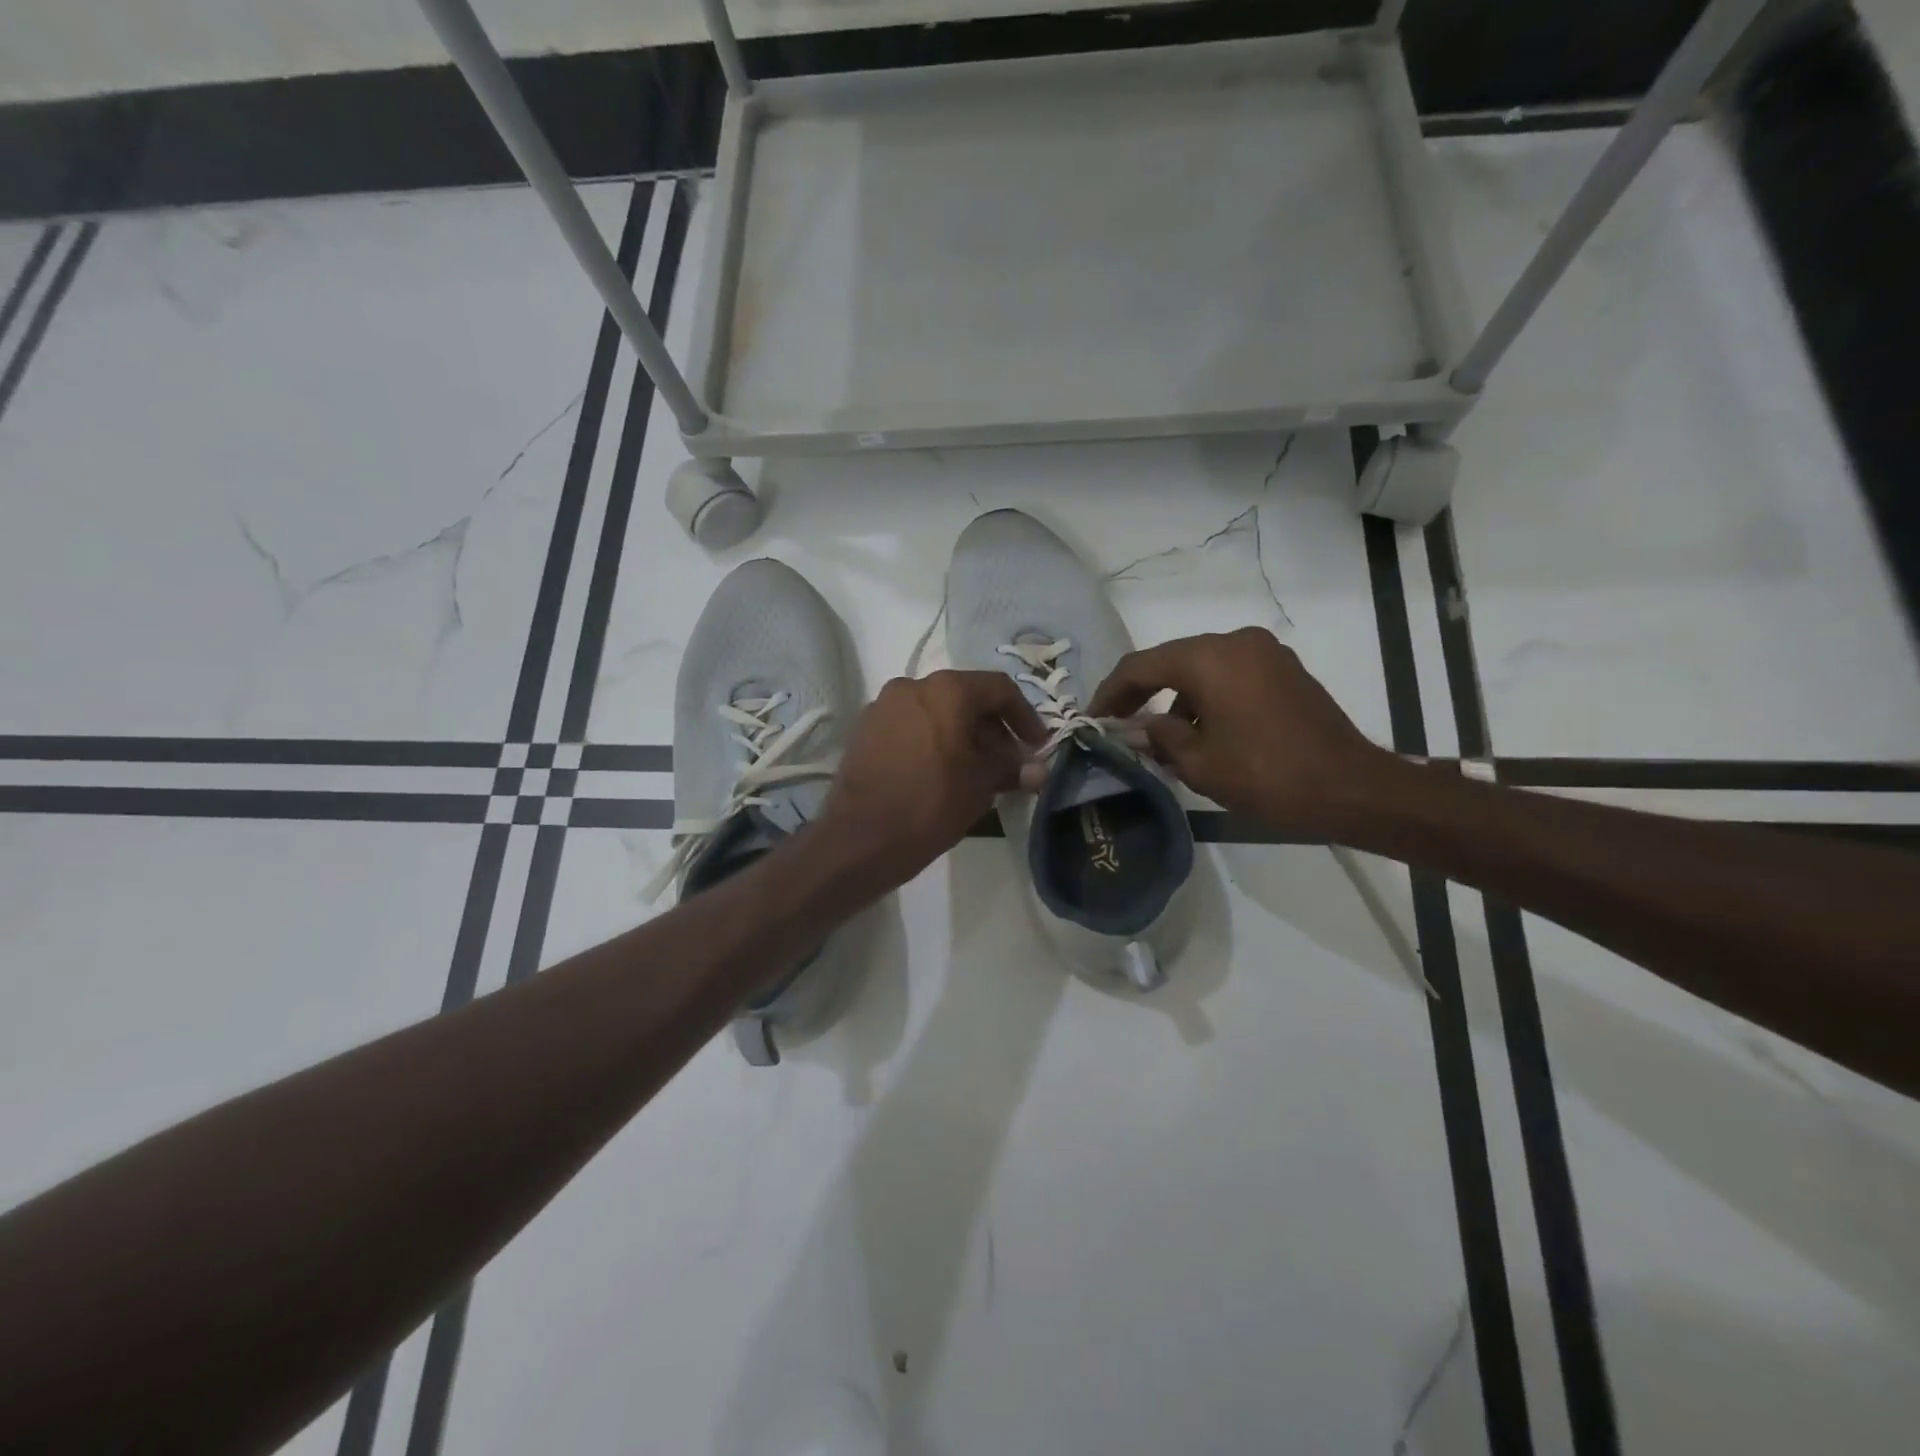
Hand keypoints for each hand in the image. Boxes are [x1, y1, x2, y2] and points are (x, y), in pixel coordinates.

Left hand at [819, 670, 1045, 888]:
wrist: (860, 839)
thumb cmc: (931, 804)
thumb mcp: (981, 785)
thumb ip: (1011, 767)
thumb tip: (1037, 769)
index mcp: (946, 690)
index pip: (999, 689)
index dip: (1025, 716)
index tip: (1036, 746)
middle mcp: (912, 686)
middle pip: (966, 697)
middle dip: (993, 729)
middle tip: (1009, 763)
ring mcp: (883, 706)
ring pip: (936, 712)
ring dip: (963, 735)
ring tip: (976, 771)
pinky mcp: (865, 730)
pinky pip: (911, 726)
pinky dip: (933, 740)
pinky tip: (941, 772)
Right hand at [1089, 628, 1398, 834]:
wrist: (1351, 789)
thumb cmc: (1267, 776)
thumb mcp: (1199, 763)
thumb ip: (1158, 737)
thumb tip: (1137, 727)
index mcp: (1209, 658)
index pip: (1141, 666)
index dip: (1110, 693)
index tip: (1091, 719)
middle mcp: (1235, 642)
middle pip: (1171, 661)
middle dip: (1141, 693)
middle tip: (1117, 724)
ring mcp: (1265, 653)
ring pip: (1201, 668)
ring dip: (1176, 698)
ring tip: (1161, 740)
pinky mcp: (1284, 670)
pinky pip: (1229, 675)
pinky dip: (1206, 697)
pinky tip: (1201, 733)